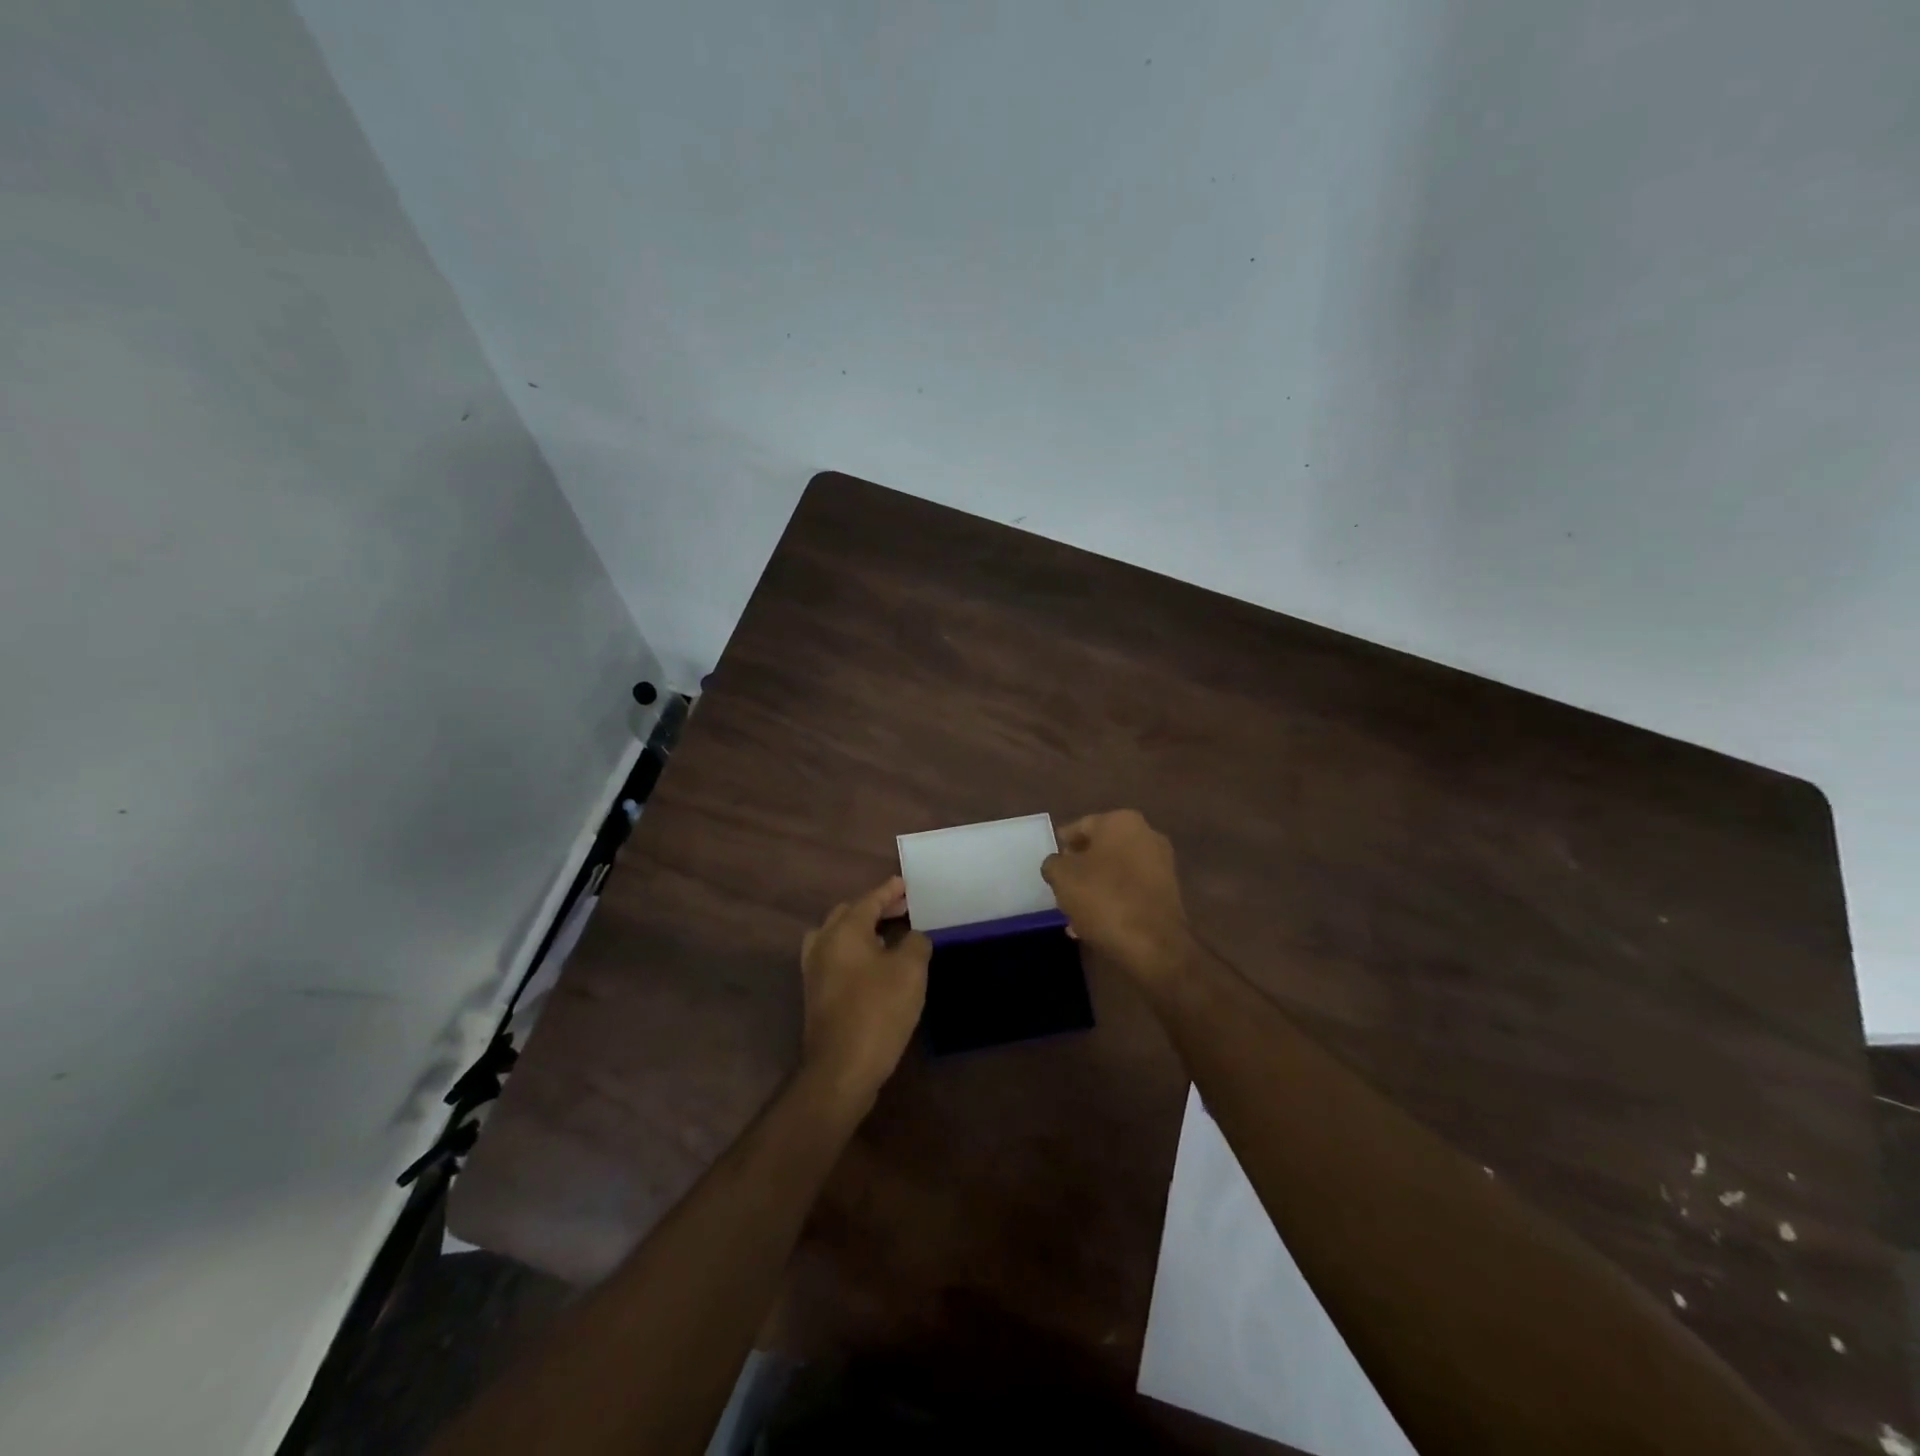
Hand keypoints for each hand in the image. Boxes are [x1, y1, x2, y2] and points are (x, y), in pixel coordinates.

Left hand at [799, 877, 929, 1108]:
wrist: (841, 1068)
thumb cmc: (878, 1011)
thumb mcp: (910, 971)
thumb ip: (916, 943)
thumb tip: (913, 937)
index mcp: (844, 930)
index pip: (869, 900)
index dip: (889, 891)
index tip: (906, 884)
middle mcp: (823, 943)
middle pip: (849, 914)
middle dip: (875, 908)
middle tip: (903, 909)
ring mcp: (815, 970)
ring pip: (838, 936)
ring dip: (862, 930)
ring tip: (889, 935)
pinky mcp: (816, 994)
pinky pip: (836, 958)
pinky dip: (854, 951)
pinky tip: (874, 966)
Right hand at [1043, 810, 1194, 982]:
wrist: (1154, 944)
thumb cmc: (1103, 898)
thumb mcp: (1062, 877)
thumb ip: (1053, 863)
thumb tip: (1057, 864)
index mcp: (1120, 821)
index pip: (1079, 827)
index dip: (1061, 846)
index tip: (1051, 866)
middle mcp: (1146, 834)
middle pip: (1100, 849)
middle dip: (1080, 869)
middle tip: (1062, 889)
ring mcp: (1161, 864)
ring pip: (1116, 872)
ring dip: (1096, 887)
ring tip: (1076, 913)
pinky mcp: (1168, 892)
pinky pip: (1131, 891)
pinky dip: (1114, 901)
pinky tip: (1096, 924)